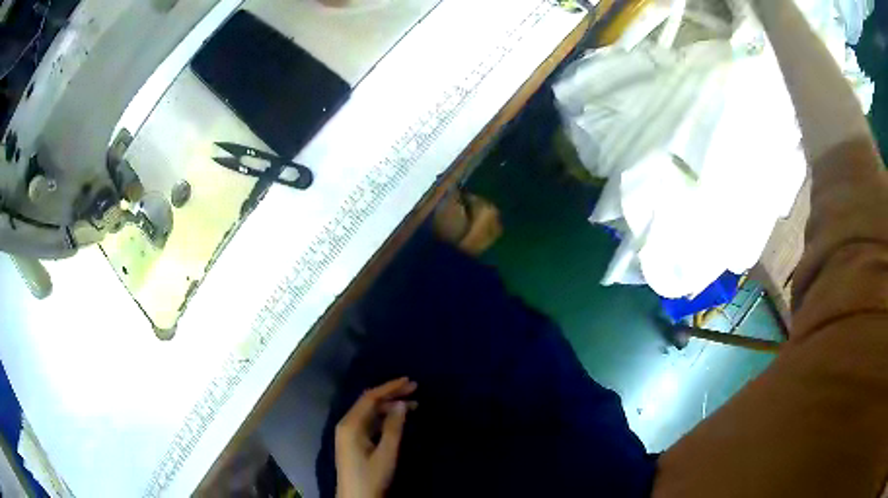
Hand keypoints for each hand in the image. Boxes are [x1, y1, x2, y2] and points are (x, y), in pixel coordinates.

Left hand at [335, 378, 417, 497]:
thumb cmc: (372, 476)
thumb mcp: (386, 453)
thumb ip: (393, 427)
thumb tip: (401, 403)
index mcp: (350, 424)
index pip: (370, 398)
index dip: (390, 387)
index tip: (409, 381)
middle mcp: (346, 424)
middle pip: (369, 402)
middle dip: (391, 394)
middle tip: (415, 389)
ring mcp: (348, 433)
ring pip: (370, 412)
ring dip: (390, 406)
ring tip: (413, 404)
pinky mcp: (353, 441)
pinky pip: (369, 422)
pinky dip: (384, 417)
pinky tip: (398, 418)